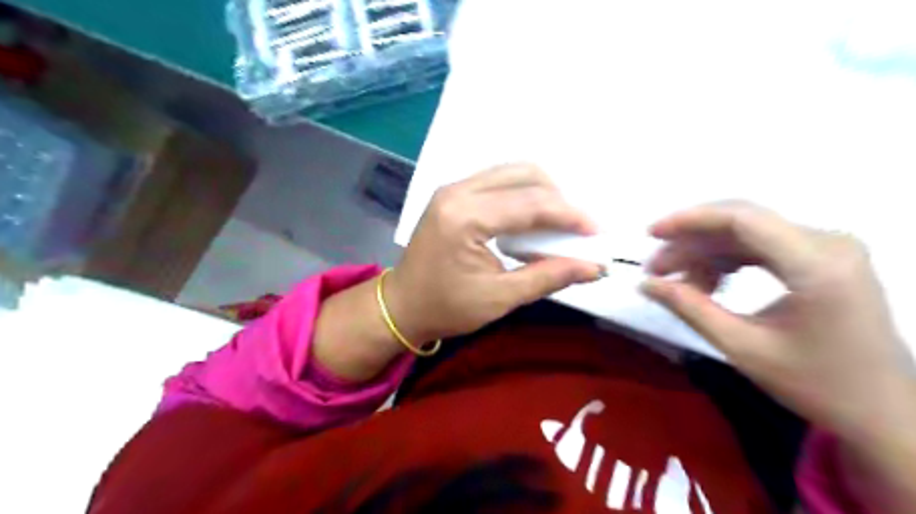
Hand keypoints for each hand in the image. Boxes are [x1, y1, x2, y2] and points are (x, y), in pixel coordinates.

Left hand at [385, 164, 605, 345]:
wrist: (402, 305)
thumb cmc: (446, 307)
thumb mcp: (499, 298)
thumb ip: (547, 277)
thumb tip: (593, 267)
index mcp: (465, 217)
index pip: (529, 204)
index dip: (569, 215)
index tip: (597, 231)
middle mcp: (457, 192)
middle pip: (523, 174)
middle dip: (557, 198)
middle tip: (575, 228)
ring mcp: (452, 189)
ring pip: (511, 172)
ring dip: (541, 192)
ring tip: (558, 223)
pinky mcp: (453, 194)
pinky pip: (498, 180)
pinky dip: (522, 193)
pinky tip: (532, 217)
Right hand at [638, 200, 911, 441]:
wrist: (882, 411)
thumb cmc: (816, 384)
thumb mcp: (743, 347)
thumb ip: (690, 309)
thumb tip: (645, 284)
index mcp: (817, 264)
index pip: (742, 218)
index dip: (689, 220)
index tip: (651, 235)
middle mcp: (829, 243)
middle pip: (742, 223)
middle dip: (691, 242)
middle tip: (656, 269)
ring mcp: (829, 248)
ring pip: (747, 234)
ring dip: (706, 254)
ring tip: (678, 284)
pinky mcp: (824, 259)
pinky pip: (762, 247)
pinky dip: (728, 261)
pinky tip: (709, 285)